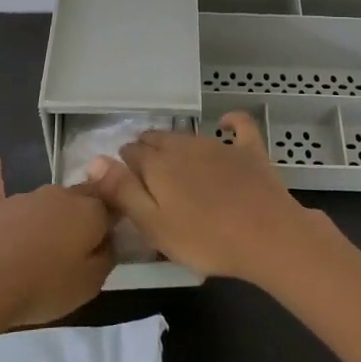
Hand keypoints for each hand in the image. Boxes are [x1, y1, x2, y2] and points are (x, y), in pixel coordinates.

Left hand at [0, 149, 113, 328]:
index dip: (110, 226)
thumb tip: (107, 242)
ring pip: (47, 198)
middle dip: (84, 214)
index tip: (106, 246)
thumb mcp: (90, 285)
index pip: (110, 209)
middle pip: (81, 198)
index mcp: (89, 212)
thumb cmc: (44, 287)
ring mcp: (26, 198)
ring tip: (46, 243)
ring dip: (51, 213)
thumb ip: (105, 258)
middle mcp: (61, 195)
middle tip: (80, 242)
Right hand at [81, 113, 322, 281]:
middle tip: (146, 175)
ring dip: (177, 144)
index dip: (123, 165)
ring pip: (188, 137)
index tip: (124, 183)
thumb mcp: (154, 225)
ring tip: (174, 161)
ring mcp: (219, 146)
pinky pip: (239, 126)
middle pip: (157, 140)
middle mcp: (184, 146)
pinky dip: (231, 122)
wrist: (267, 236)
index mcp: (157, 165)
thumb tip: (93, 160)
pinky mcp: (249, 151)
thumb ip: (122, 192)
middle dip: (147, 151)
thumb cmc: (205, 239)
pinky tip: (227, 123)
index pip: (130, 153)